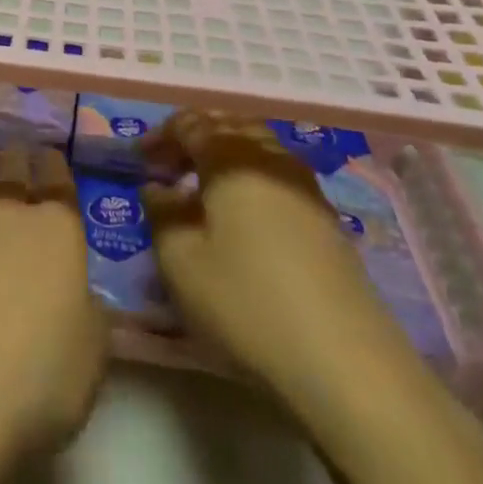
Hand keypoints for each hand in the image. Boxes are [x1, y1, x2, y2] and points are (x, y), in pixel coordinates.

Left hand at [0, 146, 106, 483]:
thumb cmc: (35, 380)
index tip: (52, 161)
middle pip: (12, 166)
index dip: (55, 165)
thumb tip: (77, 293)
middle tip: (22, 160)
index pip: (57, 177)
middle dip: (20, 159)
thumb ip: (89, 312)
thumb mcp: (92, 356)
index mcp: (57, 227)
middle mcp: (6, 210)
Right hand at [142, 111, 419, 402]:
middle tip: (168, 165)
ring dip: (225, 154)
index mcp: (232, 157)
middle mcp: (272, 158)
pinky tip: (240, 213)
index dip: (161, 135)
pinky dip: (250, 175)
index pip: (192, 123)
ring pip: (258, 146)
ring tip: (201, 187)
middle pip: (230, 125)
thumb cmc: (246, 301)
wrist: (344, 360)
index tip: (138, 160)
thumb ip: (161, 213)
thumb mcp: (180, 260)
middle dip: (195, 136)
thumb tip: (158, 188)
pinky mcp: (326, 218)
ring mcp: (306, 186)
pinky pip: (277, 173)